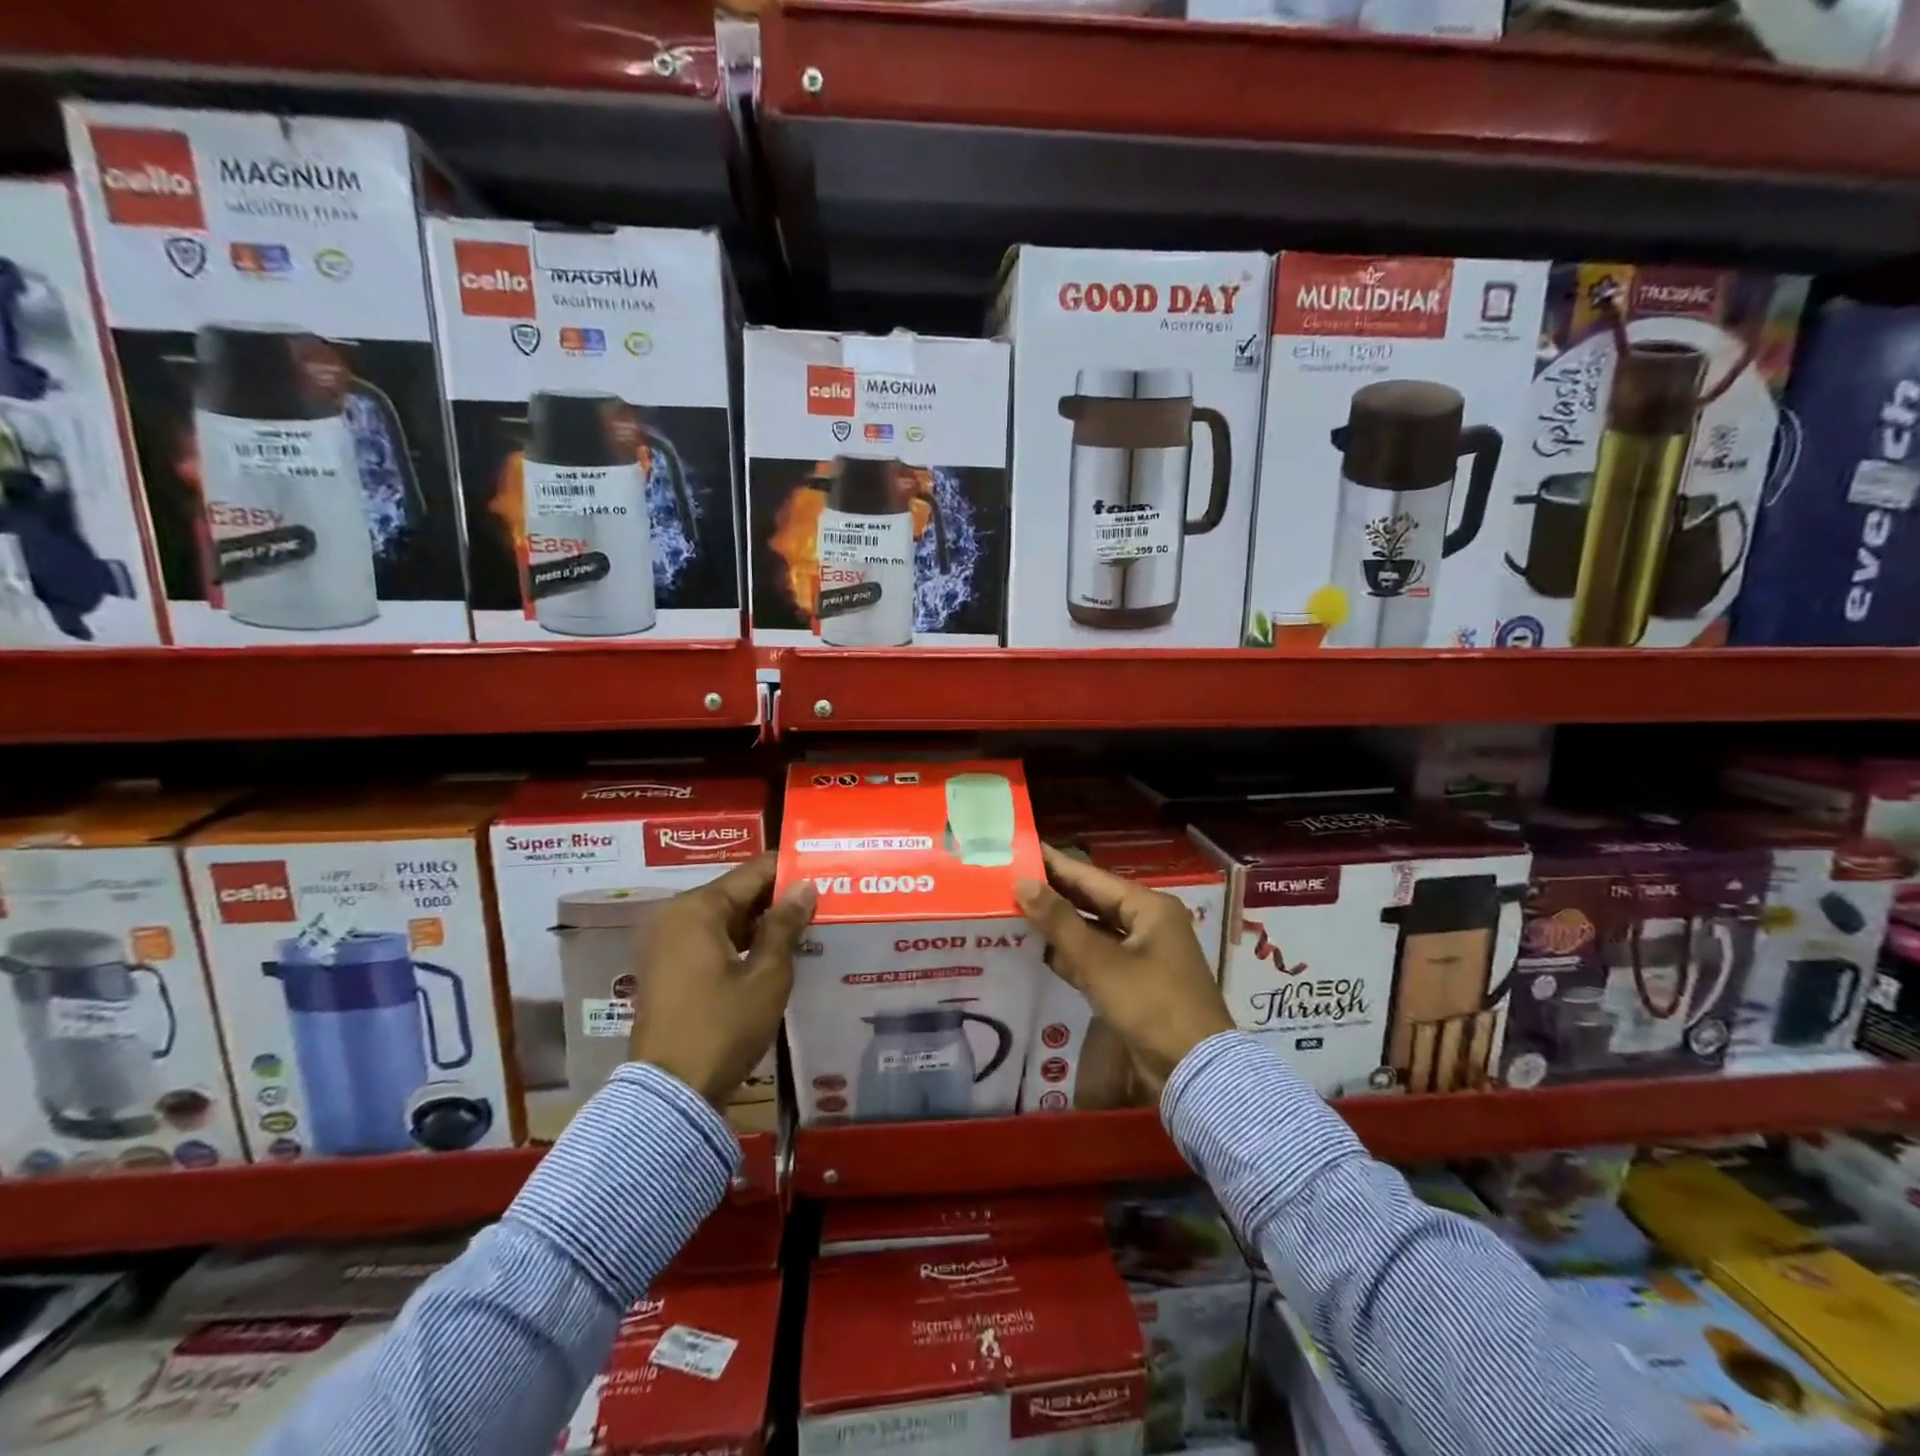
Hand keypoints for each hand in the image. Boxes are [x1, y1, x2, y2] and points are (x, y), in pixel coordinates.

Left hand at [628, 853, 815, 1107]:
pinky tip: (774, 951)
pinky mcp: (666, 967)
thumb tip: (806, 886)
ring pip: (724, 917)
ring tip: (806, 924)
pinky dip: (740, 941)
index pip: (753, 872)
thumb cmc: (723, 1027)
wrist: (671, 1093)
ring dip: (761, 921)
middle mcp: (675, 915)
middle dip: (777, 897)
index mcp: (697, 908)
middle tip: (822, 899)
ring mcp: (666, 942)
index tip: (824, 871)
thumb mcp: (766, 975)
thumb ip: (785, 925)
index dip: (790, 870)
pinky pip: (710, 939)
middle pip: (737, 892)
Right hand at [1016, 844, 1234, 1099]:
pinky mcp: (1134, 983)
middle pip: (1092, 901)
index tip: (1023, 849)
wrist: (1194, 1072)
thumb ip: (1059, 922)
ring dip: (1059, 925)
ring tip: (1016, 909)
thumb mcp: (1101, 962)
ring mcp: (1142, 955)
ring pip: (1092, 931)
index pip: (1092, 877)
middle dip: (1054, 894)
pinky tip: (1038, 950)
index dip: (1056, 864)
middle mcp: (1147, 924)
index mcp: (1149, 908)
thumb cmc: (1151, 1005)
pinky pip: (1096, 958)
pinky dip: (1071, 954)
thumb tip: (1023, 883)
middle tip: (1012, 879)